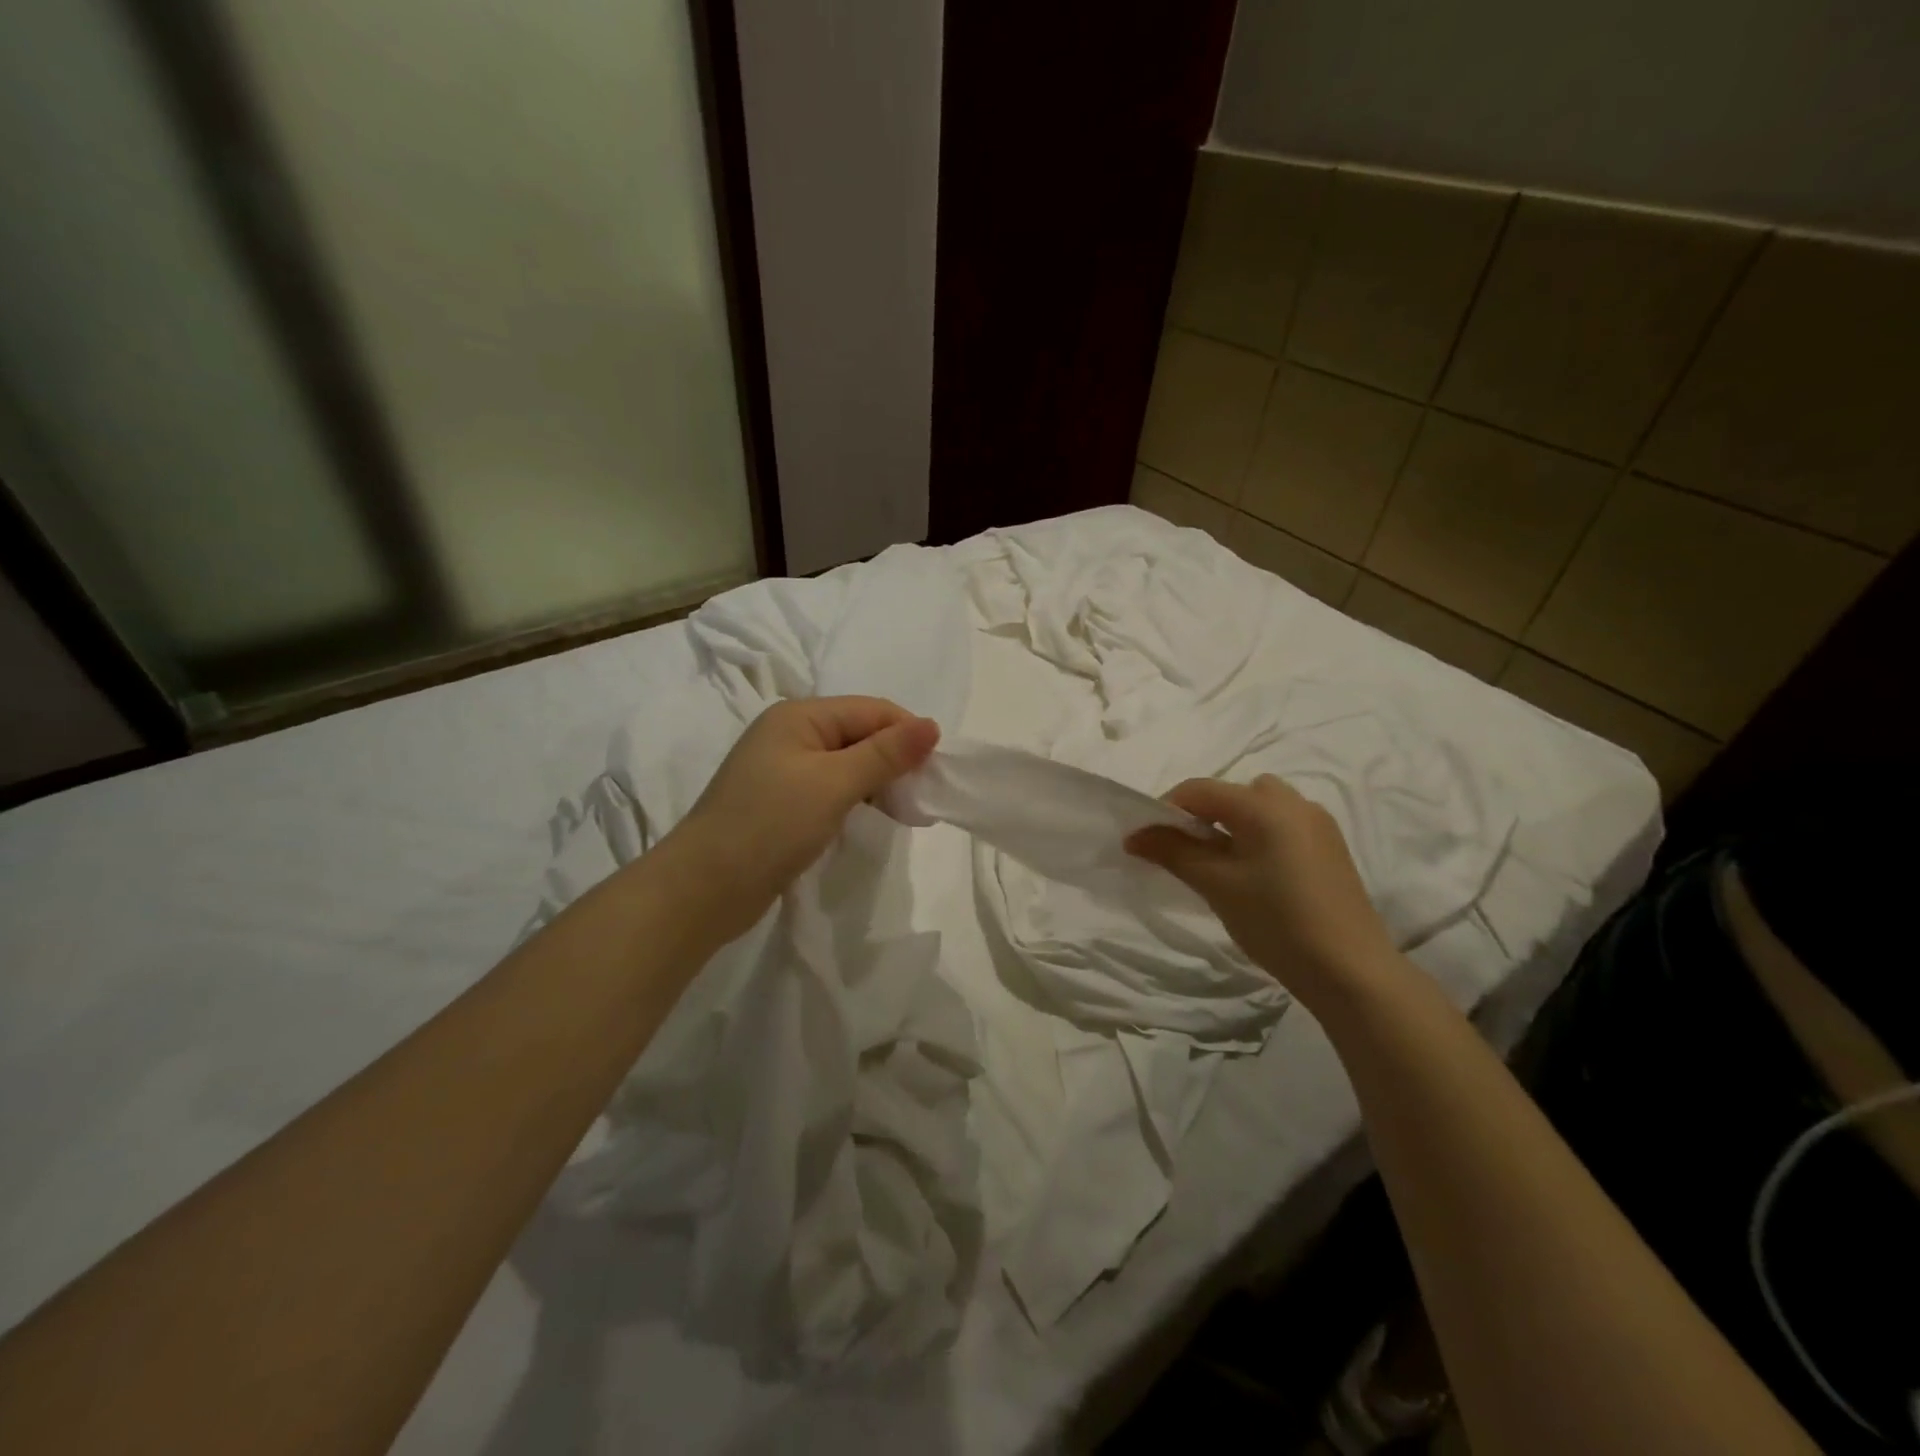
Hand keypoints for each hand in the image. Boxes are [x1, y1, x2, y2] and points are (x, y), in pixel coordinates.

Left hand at [665, 696, 939, 936]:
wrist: (703, 889)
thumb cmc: (770, 825)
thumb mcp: (834, 784)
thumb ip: (885, 754)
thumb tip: (932, 725)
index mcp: (800, 715)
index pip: (871, 710)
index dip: (908, 734)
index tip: (939, 771)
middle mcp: (791, 734)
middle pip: (860, 734)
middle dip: (895, 759)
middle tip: (924, 798)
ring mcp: (784, 769)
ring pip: (848, 763)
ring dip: (878, 782)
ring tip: (905, 812)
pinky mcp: (782, 802)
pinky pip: (832, 788)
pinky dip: (857, 799)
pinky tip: (872, 819)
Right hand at [1126, 774, 1399, 1001]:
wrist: (1351, 970)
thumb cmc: (1276, 922)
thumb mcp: (1216, 885)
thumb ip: (1172, 852)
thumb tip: (1134, 835)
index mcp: (1263, 805)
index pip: (1199, 789)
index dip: (1167, 810)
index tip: (1150, 842)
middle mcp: (1294, 802)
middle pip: (1232, 793)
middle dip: (1203, 815)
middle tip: (1188, 854)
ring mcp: (1318, 824)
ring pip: (1261, 807)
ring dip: (1233, 824)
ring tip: (1222, 865)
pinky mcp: (1331, 847)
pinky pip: (1283, 825)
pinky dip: (1259, 836)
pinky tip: (1257, 876)